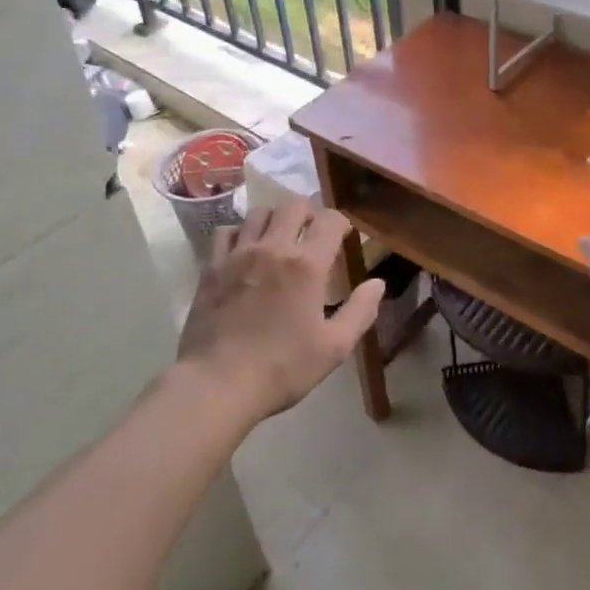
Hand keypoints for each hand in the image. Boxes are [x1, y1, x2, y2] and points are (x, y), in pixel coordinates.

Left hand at [177, 200, 385, 422]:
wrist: (217, 383)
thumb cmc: (282, 368)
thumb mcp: (334, 348)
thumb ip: (360, 311)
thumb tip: (378, 283)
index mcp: (307, 264)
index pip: (330, 220)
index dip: (340, 222)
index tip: (343, 236)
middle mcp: (273, 247)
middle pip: (293, 205)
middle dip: (309, 213)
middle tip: (313, 233)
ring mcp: (238, 254)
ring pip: (259, 213)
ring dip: (275, 218)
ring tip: (279, 238)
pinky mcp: (211, 266)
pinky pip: (226, 231)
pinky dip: (240, 233)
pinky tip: (244, 250)